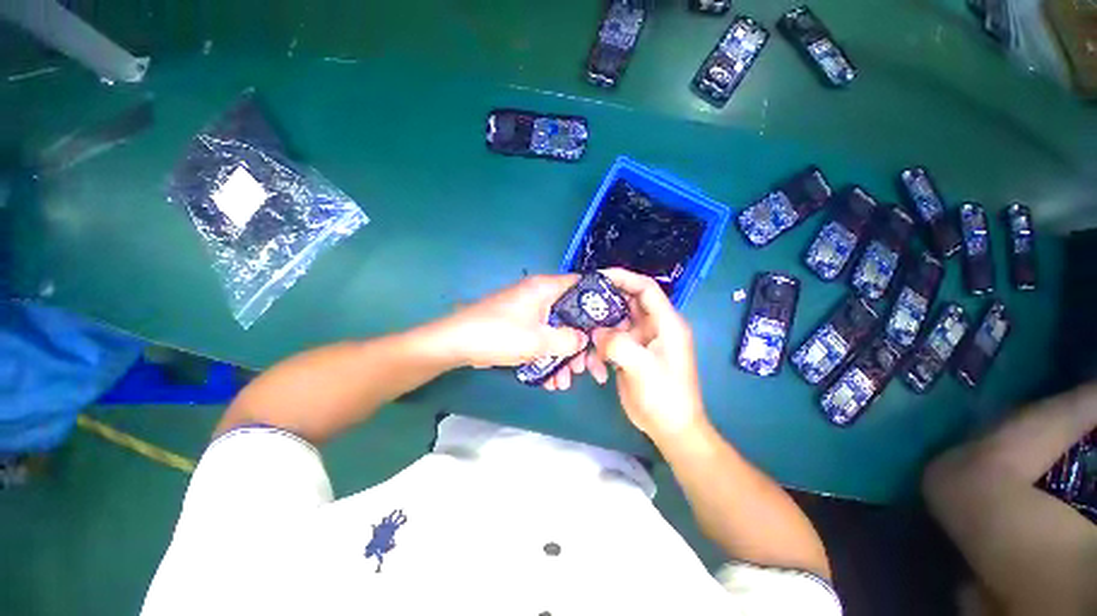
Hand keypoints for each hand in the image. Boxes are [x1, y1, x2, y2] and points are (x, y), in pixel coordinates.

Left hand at [434, 274, 599, 386]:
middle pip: (571, 315)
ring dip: (563, 356)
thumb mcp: (539, 340)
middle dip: (579, 344)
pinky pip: (540, 339)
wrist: (455, 344)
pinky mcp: (519, 326)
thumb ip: (568, 340)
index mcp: (545, 288)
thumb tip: (584, 340)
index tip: (609, 326)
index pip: (581, 285)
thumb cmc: (499, 335)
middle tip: (586, 368)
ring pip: (556, 331)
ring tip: (566, 382)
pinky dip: (547, 357)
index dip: (598, 303)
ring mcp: (528, 312)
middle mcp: (539, 296)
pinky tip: (550, 381)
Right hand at [592, 268, 707, 438]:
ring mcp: (642, 340)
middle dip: (605, 302)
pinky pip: (613, 339)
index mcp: (666, 323)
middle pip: (628, 302)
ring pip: (617, 321)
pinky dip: (601, 345)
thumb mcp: (642, 367)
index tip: (598, 276)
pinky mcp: (632, 353)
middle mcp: (654, 326)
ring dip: (600, 327)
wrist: (670, 428)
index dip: (623, 277)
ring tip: (583, 334)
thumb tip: (596, 332)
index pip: (645, 288)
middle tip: (581, 303)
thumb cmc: (664, 396)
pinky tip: (593, 360)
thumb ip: (617, 344)